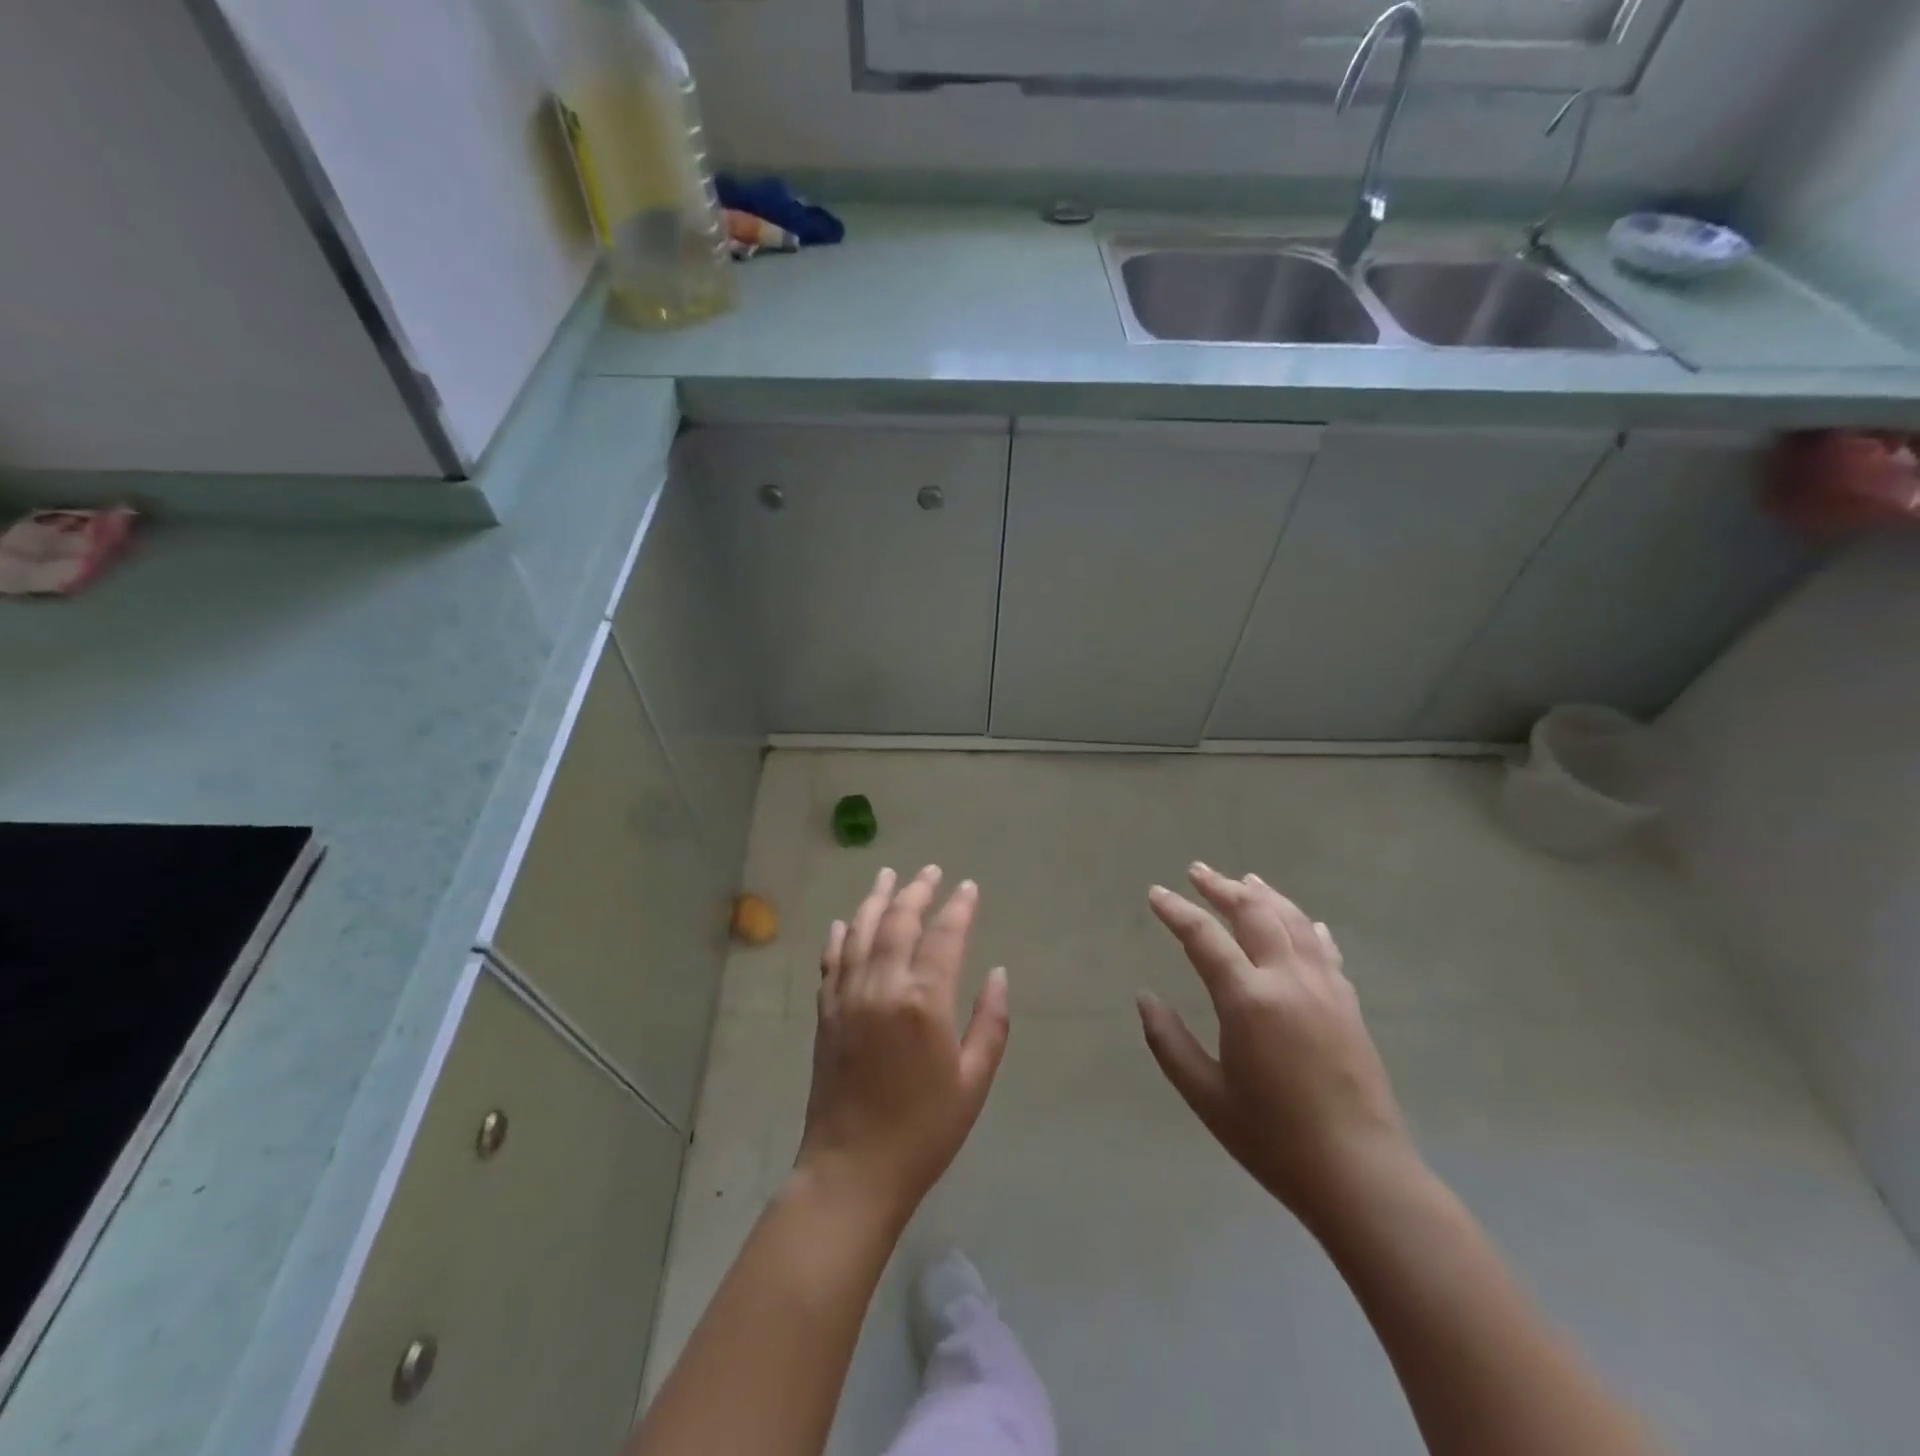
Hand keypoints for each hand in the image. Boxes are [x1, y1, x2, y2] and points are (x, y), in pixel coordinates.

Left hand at [795, 866, 1009, 1228]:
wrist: (852, 1170)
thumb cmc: (924, 1131)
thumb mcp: (973, 1081)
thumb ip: (990, 1022)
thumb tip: (998, 973)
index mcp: (923, 1002)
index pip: (944, 936)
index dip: (958, 907)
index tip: (968, 887)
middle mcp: (882, 986)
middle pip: (899, 922)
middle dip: (917, 891)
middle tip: (930, 870)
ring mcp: (847, 996)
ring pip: (861, 932)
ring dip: (876, 899)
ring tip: (888, 875)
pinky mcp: (826, 1013)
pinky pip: (832, 961)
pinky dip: (840, 936)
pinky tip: (845, 921)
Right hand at [1139, 864, 1416, 1231]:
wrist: (1361, 1175)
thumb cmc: (1273, 1139)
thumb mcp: (1206, 1095)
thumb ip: (1169, 1041)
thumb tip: (1144, 997)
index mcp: (1249, 1000)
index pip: (1204, 937)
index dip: (1176, 911)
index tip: (1156, 894)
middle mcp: (1289, 980)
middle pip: (1254, 912)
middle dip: (1222, 887)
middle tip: (1197, 871)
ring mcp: (1325, 988)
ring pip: (1293, 921)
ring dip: (1265, 895)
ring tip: (1245, 879)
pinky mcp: (1349, 1004)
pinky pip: (1325, 948)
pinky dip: (1306, 926)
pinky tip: (1304, 922)